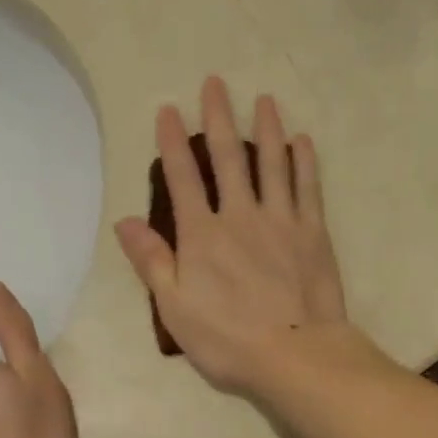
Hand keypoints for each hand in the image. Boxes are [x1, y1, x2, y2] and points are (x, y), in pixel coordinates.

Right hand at [115, 75, 352, 398]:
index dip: (173, 142)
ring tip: (264, 100)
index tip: (168, 109)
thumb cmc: (227, 339)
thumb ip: (152, 261)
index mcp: (202, 235)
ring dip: (266, 129)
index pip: (183, 178)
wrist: (295, 355)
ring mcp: (281, 221)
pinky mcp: (313, 233)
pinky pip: (308, 189)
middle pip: (228, 158)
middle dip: (219, 118)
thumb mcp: (175, 307)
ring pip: (272, 164)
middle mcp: (240, 216)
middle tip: (215, 82)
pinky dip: (304, 163)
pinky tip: (302, 141)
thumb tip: (125, 221)